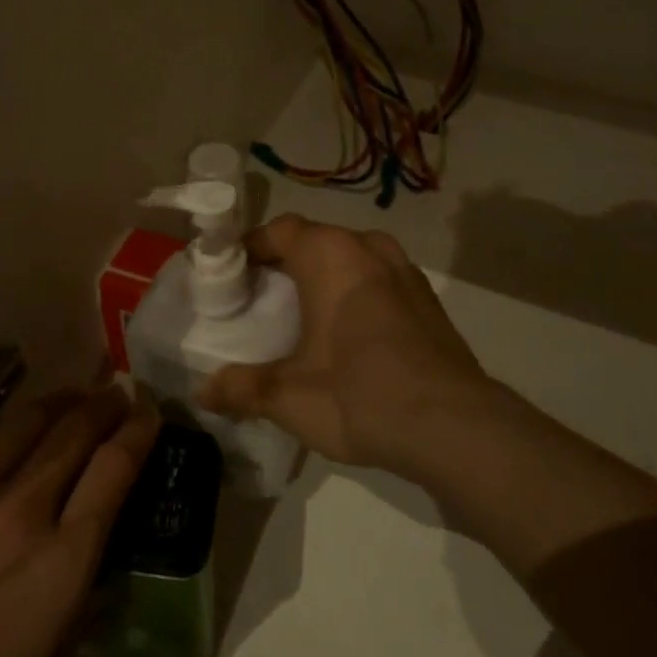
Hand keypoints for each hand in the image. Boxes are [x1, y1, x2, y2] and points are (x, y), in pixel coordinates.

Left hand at [0, 388, 156, 656]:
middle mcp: (17, 509)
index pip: (116, 469)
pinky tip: (3, 431)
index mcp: (58, 563)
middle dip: (104, 405)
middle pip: (74, 430)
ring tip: (70, 397)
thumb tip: (90, 565)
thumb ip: (70, 612)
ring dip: (57, 404)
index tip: (149, 414)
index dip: (139, 432)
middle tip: (117, 393)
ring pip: (24, 422)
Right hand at [198, 215, 489, 475]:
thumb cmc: (358, 394)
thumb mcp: (289, 396)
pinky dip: (357, 293)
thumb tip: (202, 393)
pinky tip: (351, 334)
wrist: (453, 426)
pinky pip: (380, 280)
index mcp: (330, 254)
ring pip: (352, 258)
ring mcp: (405, 271)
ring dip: (326, 276)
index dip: (251, 248)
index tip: (231, 274)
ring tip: (305, 314)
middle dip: (287, 263)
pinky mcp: (428, 299)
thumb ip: (242, 389)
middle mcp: (368, 247)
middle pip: (316, 240)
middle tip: (261, 296)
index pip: (279, 231)